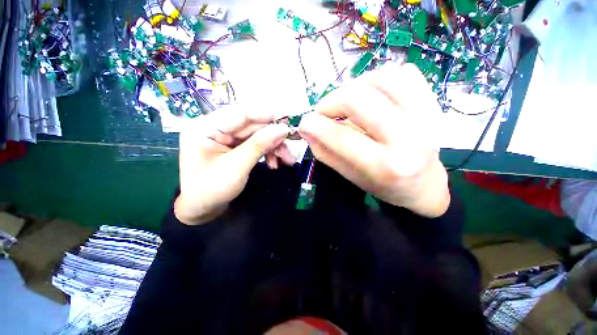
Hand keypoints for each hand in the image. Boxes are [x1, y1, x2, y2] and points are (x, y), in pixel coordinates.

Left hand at [175, 106, 293, 224]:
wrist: (201, 209)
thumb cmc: (211, 190)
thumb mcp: (237, 167)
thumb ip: (259, 145)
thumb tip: (283, 129)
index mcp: (206, 127)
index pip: (241, 113)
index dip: (267, 114)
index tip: (288, 116)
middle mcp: (216, 127)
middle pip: (252, 125)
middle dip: (274, 136)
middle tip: (294, 140)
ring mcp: (226, 137)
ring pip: (257, 135)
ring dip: (274, 147)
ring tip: (288, 160)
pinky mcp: (234, 146)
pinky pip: (255, 144)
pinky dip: (267, 153)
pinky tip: (275, 163)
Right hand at [298, 63, 449, 217]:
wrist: (424, 185)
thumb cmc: (383, 185)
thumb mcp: (349, 175)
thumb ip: (325, 152)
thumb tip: (306, 128)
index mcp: (384, 166)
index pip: (341, 136)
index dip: (315, 124)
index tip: (305, 122)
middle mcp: (407, 138)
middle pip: (358, 99)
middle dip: (331, 101)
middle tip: (325, 112)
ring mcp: (425, 117)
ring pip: (380, 78)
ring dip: (354, 86)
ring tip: (348, 102)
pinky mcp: (434, 104)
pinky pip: (403, 73)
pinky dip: (379, 79)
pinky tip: (373, 95)